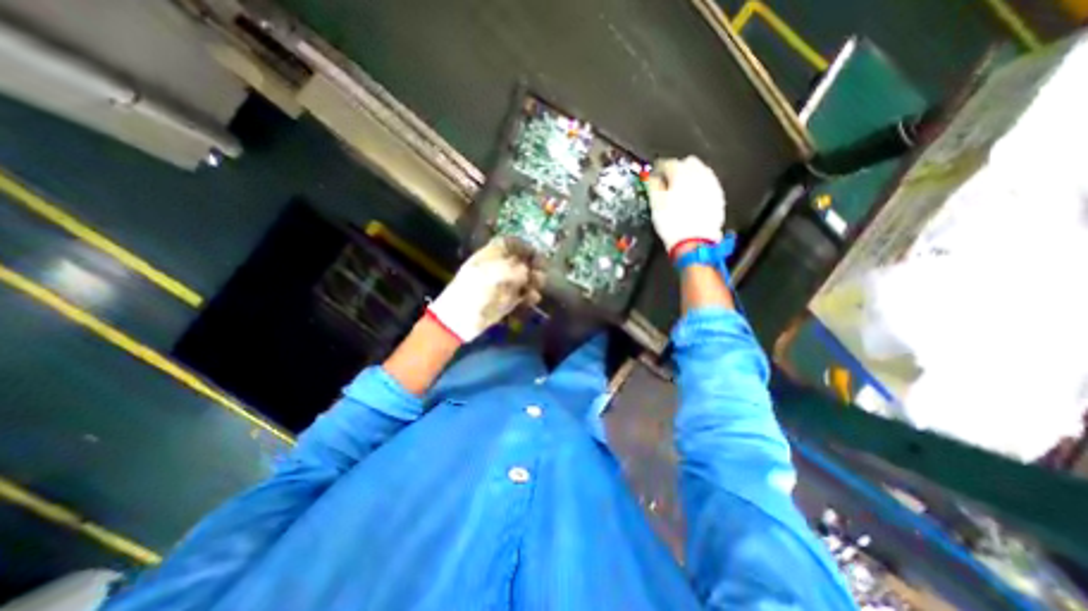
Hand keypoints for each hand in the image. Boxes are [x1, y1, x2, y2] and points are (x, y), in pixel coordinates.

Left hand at [424, 237, 543, 344]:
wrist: (459, 320)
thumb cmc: (471, 292)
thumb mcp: (490, 275)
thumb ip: (511, 269)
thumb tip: (526, 270)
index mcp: (489, 256)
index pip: (508, 244)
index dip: (522, 245)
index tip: (534, 252)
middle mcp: (498, 268)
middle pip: (521, 260)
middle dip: (533, 263)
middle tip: (541, 269)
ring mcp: (504, 285)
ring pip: (526, 278)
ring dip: (535, 279)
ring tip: (538, 284)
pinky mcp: (508, 302)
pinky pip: (524, 295)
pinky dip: (531, 296)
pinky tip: (533, 298)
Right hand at [649, 155, 724, 256]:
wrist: (695, 241)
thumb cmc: (671, 222)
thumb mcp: (656, 204)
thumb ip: (654, 186)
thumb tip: (653, 178)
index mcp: (681, 173)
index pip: (668, 163)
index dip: (659, 168)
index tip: (655, 175)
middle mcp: (699, 173)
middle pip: (689, 162)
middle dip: (679, 168)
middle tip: (670, 181)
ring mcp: (712, 184)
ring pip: (701, 171)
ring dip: (691, 176)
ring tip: (682, 190)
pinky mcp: (719, 196)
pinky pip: (709, 184)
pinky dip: (700, 187)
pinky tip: (694, 198)